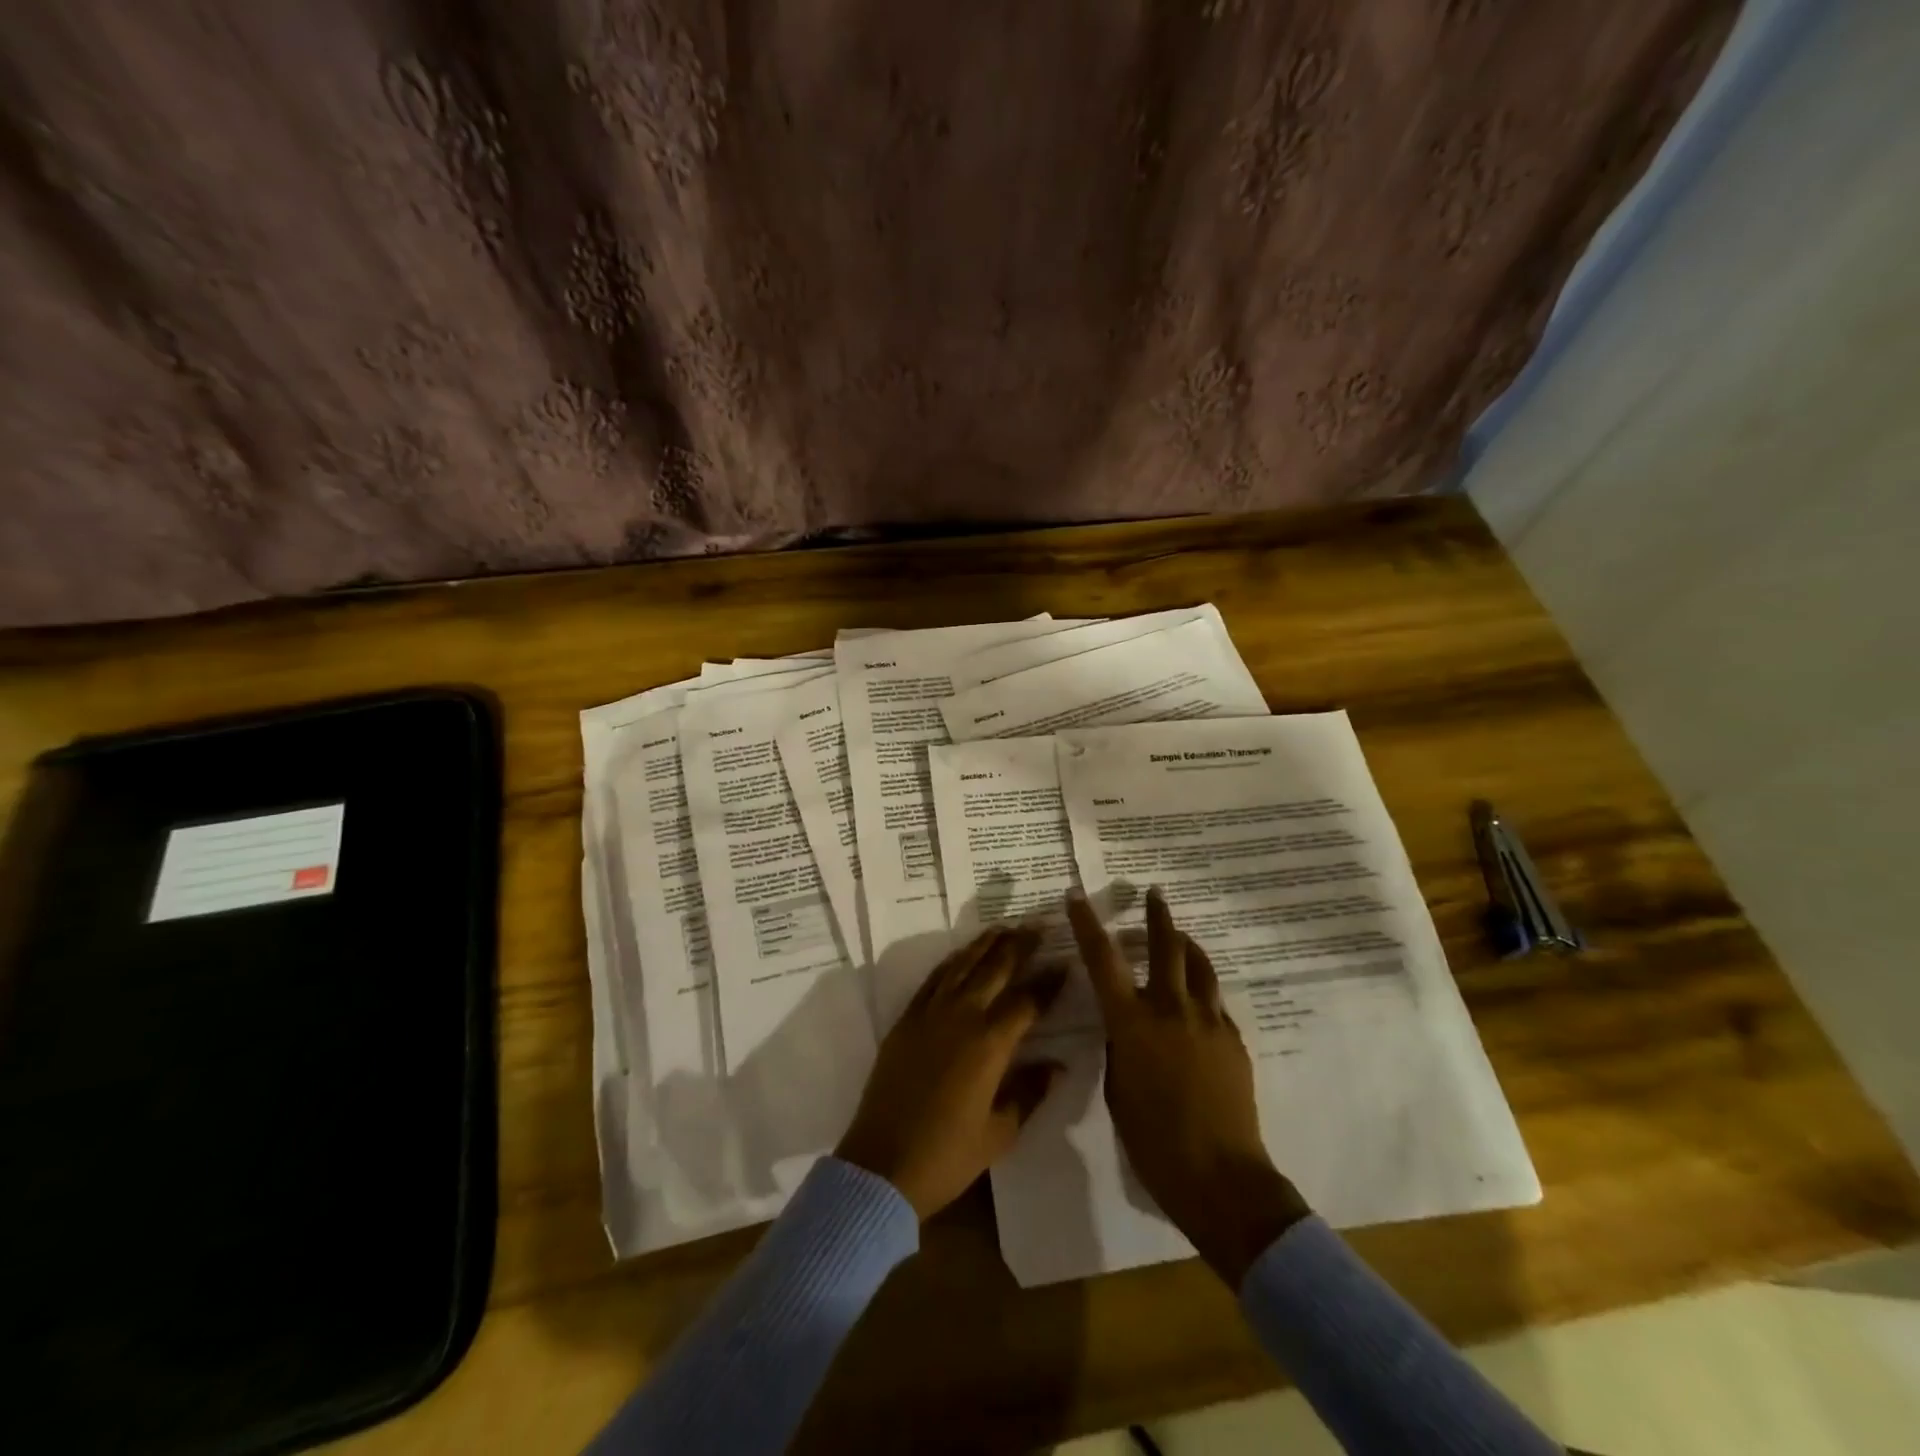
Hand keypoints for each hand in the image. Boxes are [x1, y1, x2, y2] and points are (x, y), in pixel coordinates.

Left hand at [836, 927, 1065, 1219]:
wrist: (882, 1166)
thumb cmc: (947, 1155)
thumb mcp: (1000, 1132)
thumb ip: (1030, 1092)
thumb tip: (1058, 1065)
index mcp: (989, 1044)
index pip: (1027, 1001)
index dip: (1049, 982)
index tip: (1065, 964)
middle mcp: (961, 1017)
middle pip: (995, 969)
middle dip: (1019, 946)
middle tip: (1038, 925)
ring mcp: (930, 1014)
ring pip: (962, 965)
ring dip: (985, 944)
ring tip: (1004, 928)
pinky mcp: (906, 1020)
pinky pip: (933, 979)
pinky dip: (952, 961)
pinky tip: (962, 954)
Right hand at [1068, 887, 1309, 1285]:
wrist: (1220, 1177)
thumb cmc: (1153, 1141)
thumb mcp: (1118, 1091)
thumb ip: (1121, 1050)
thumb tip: (1127, 1031)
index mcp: (1132, 1024)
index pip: (1103, 961)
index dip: (1088, 925)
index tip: (1078, 897)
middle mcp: (1171, 1010)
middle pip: (1167, 947)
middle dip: (1157, 916)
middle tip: (1154, 894)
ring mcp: (1209, 1022)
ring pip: (1199, 967)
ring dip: (1187, 947)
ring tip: (1181, 938)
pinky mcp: (1234, 1041)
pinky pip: (1215, 1005)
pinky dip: (1202, 994)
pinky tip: (1198, 1007)